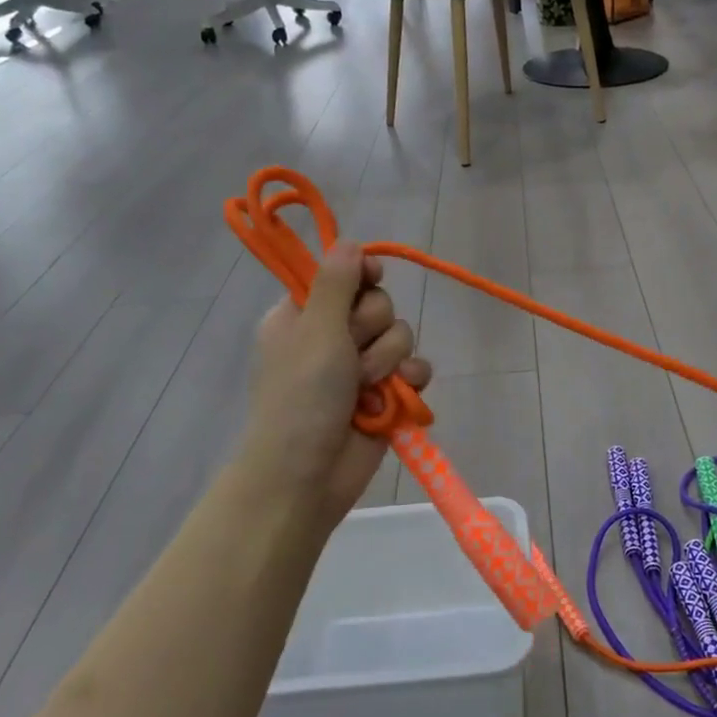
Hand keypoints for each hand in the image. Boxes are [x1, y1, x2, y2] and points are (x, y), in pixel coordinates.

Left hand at [239, 241, 431, 536]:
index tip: (371, 278)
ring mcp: (361, 367)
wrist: (307, 475)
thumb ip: (336, 282)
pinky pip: (416, 369)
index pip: (343, 274)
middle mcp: (333, 336)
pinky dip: (410, 381)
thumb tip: (350, 241)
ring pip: (401, 336)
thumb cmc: (301, 396)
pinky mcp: (387, 395)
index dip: (361, 274)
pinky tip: (399, 395)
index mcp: (303, 315)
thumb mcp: (314, 329)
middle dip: (372, 328)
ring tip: (365, 387)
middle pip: (379, 304)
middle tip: (350, 353)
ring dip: (388, 360)